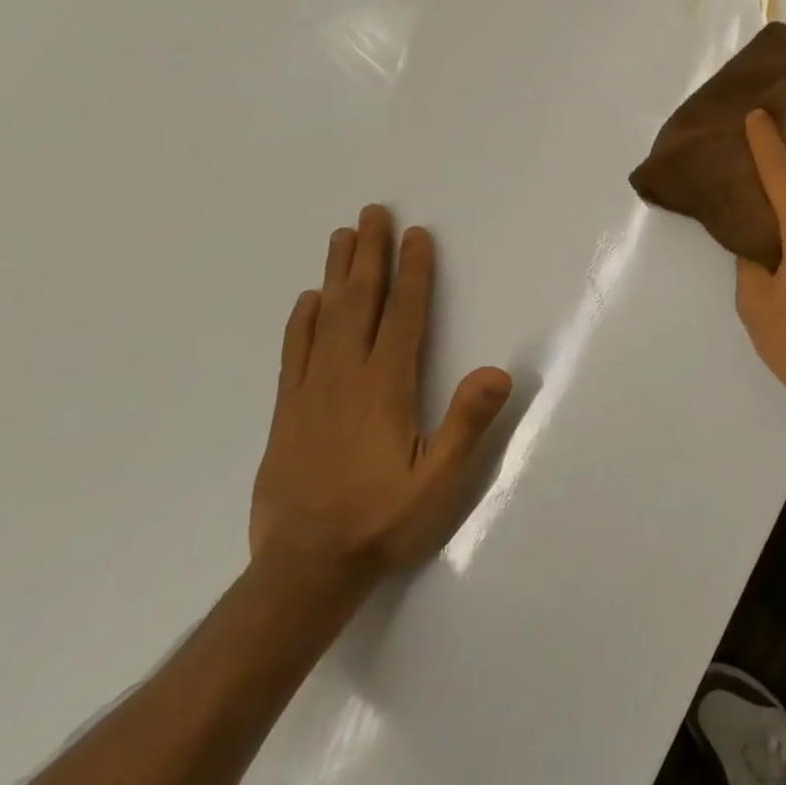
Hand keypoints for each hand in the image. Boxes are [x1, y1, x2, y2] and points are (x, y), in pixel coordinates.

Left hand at [250, 204, 511, 588]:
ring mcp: (311, 393)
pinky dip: (302, 320)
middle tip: (372, 213)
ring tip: (340, 237)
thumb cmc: (382, 521)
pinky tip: (307, 302)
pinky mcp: (287, 413)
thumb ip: (467, 424)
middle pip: (359, 302)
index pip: (404, 316)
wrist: (303, 571)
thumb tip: (498, 371)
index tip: (417, 235)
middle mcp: (345, 378)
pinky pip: (294, 352)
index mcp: (385, 388)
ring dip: (336, 274)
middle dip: (369, 255)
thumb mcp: (440, 482)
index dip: (413, 273)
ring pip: (324, 318)